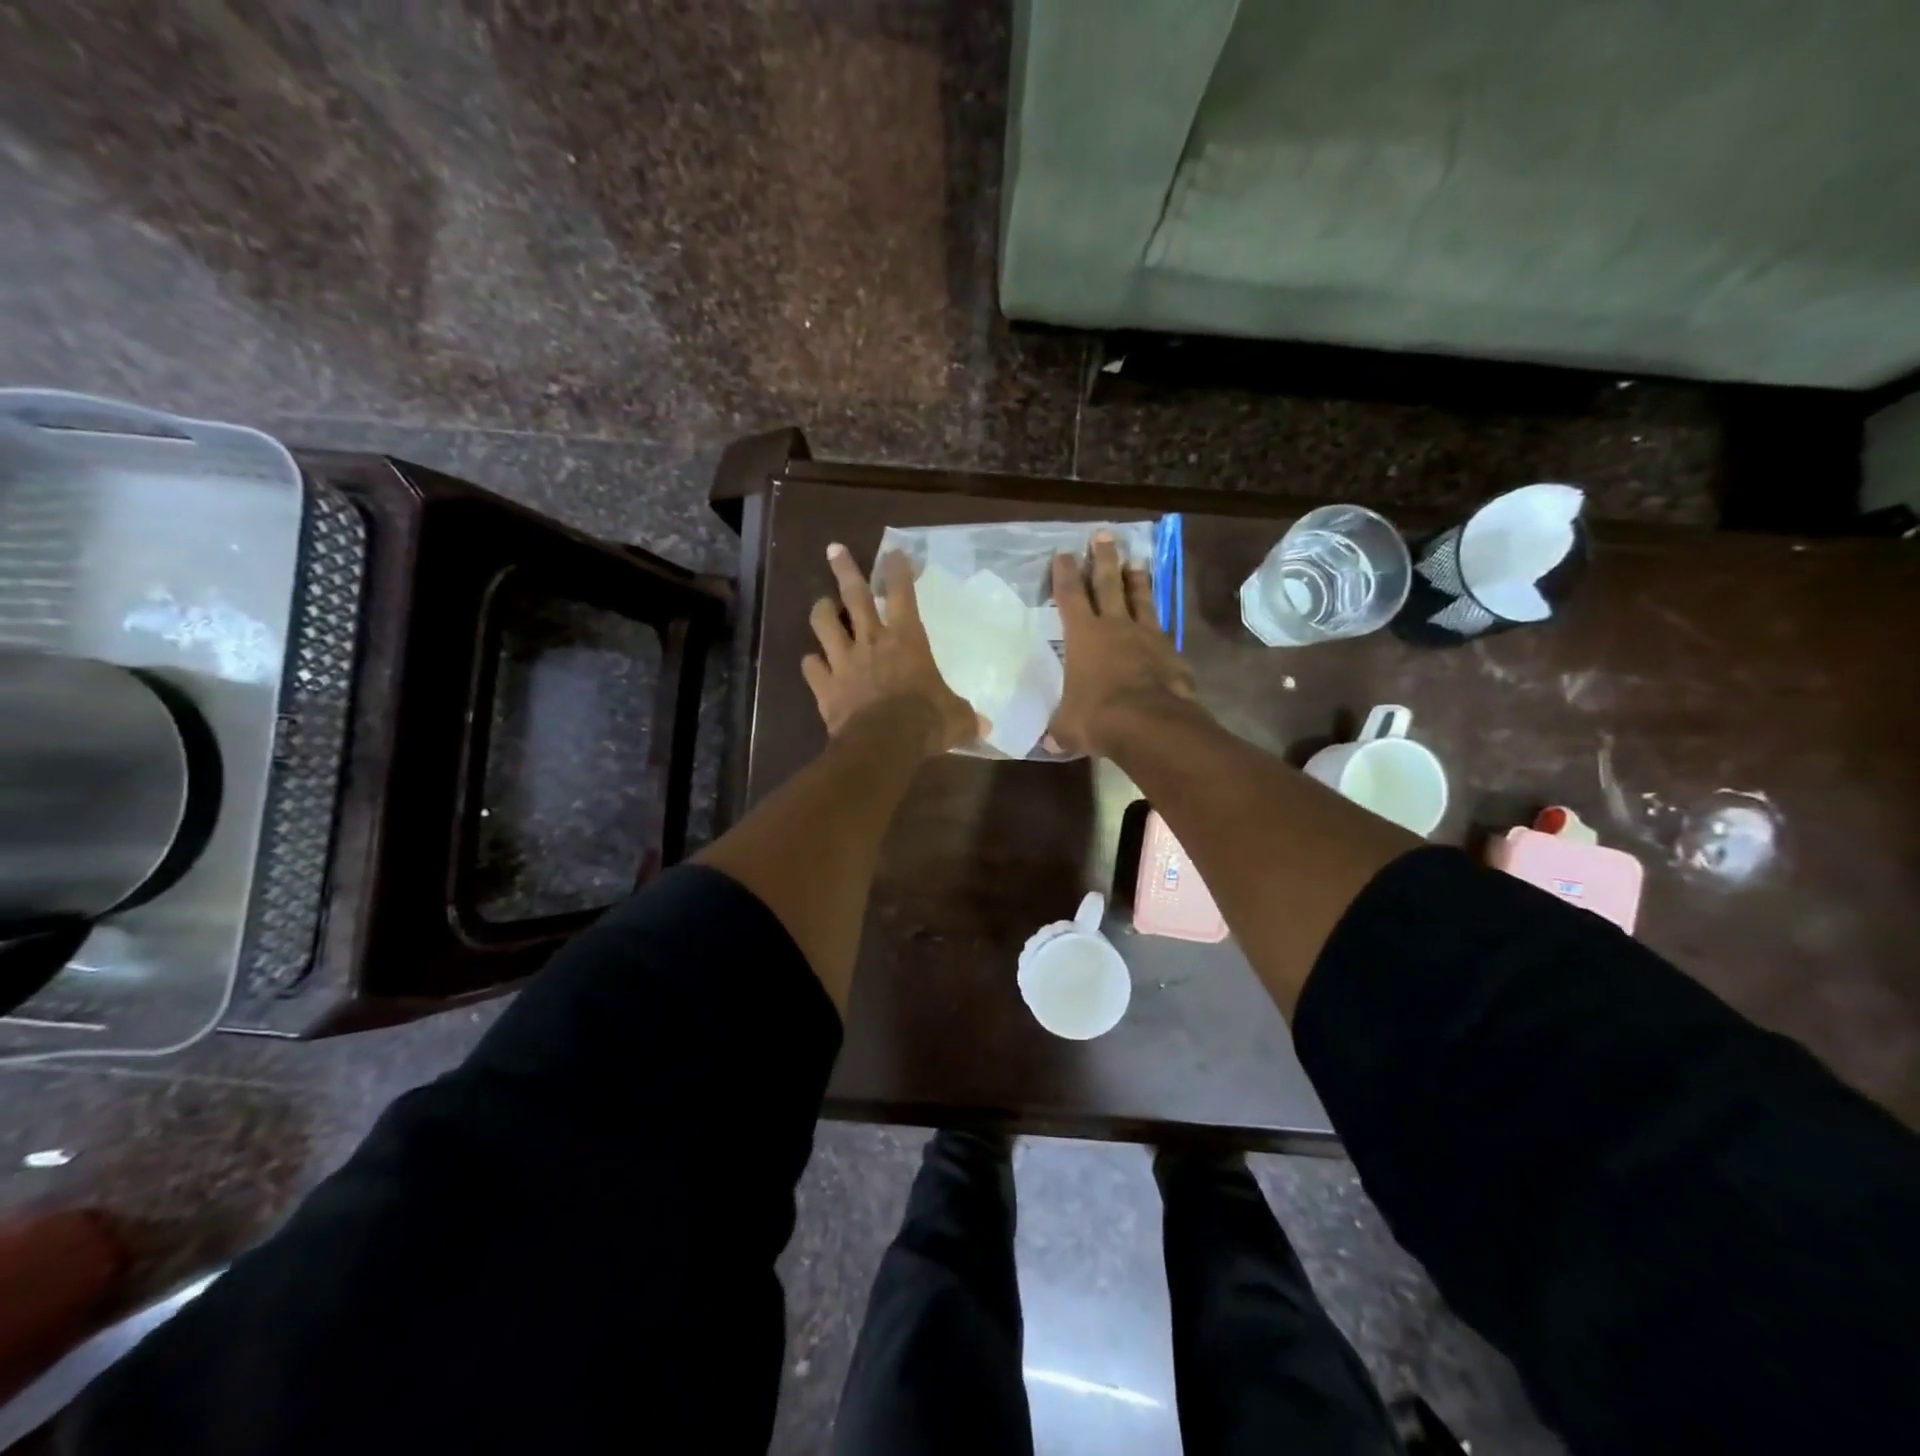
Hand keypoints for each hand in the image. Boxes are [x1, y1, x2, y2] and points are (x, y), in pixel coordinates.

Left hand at [802, 544, 982, 755]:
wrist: (884, 744)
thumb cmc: (925, 721)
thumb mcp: (956, 719)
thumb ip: (966, 718)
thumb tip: (985, 728)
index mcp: (907, 640)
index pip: (903, 594)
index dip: (898, 571)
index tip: (894, 552)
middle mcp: (872, 642)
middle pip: (854, 596)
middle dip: (844, 570)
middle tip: (834, 549)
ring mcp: (844, 662)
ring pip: (824, 624)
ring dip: (822, 611)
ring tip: (822, 605)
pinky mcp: (825, 687)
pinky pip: (811, 667)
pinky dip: (812, 664)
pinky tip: (812, 663)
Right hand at [1048, 533, 1197, 755]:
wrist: (1148, 723)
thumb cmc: (1097, 717)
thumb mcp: (1068, 726)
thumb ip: (1060, 728)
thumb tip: (1049, 741)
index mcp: (1083, 636)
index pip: (1069, 596)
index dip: (1064, 574)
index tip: (1063, 554)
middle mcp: (1114, 626)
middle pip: (1107, 583)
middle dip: (1103, 558)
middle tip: (1103, 535)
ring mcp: (1146, 635)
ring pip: (1140, 597)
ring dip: (1136, 578)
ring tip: (1135, 561)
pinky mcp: (1171, 650)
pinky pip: (1162, 627)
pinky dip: (1158, 619)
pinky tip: (1160, 619)